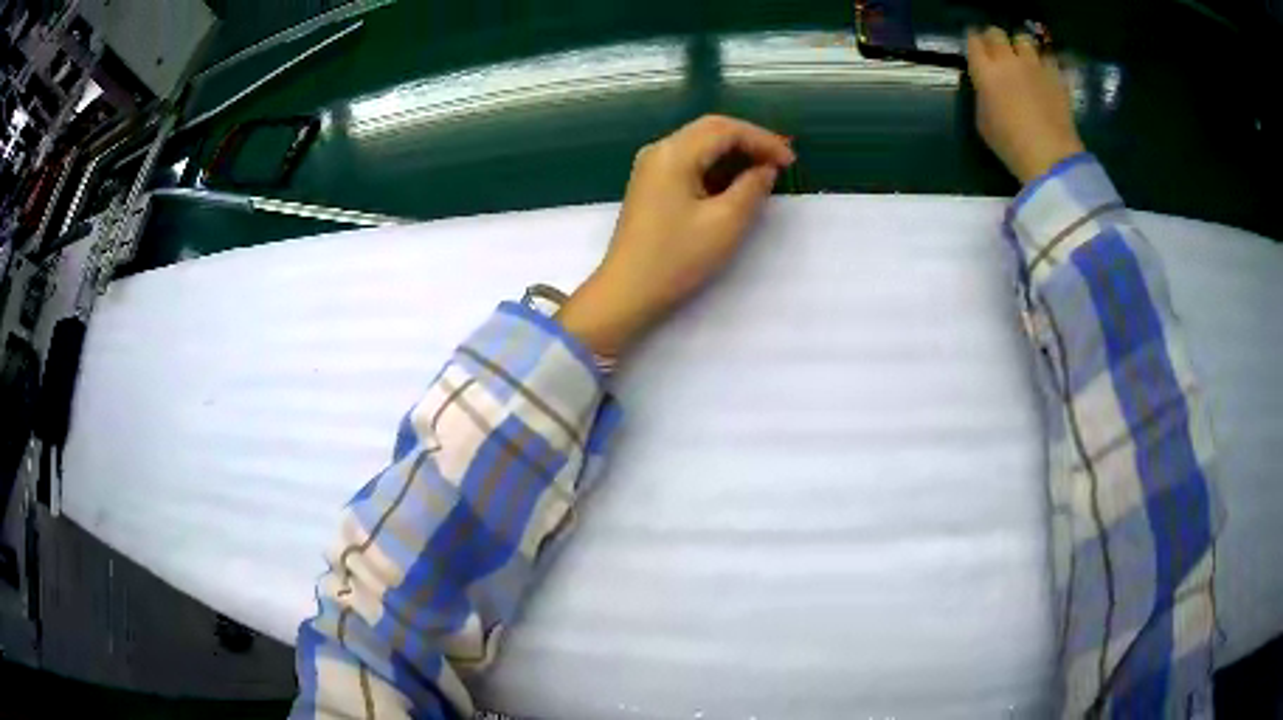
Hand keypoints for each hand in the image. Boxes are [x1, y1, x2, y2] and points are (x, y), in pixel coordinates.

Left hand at [557, 115, 794, 357]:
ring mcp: (651, 167)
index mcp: (673, 153)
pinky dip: (716, 166)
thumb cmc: (677, 259)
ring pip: (700, 144)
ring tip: (765, 169)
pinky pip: (689, 161)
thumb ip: (752, 188)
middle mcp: (658, 150)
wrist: (627, 291)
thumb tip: (765, 169)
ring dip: (734, 152)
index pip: (725, 129)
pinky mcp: (651, 184)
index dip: (762, 140)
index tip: (791, 162)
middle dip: (749, 141)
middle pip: (711, 130)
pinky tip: (736, 181)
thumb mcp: (725, 223)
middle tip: (782, 160)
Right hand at [966, 27, 1084, 184]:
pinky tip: (1045, 74)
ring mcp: (1035, 66)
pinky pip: (1048, 59)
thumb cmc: (1011, 145)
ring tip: (1024, 60)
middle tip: (997, 52)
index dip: (973, 42)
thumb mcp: (983, 122)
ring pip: (1024, 40)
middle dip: (995, 39)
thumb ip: (983, 96)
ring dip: (1021, 47)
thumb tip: (987, 87)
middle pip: (997, 32)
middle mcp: (1008, 60)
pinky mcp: (1056, 77)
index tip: (975, 48)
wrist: (1050, 156)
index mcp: (985, 71)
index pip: (973, 40)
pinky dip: (1045, 63)